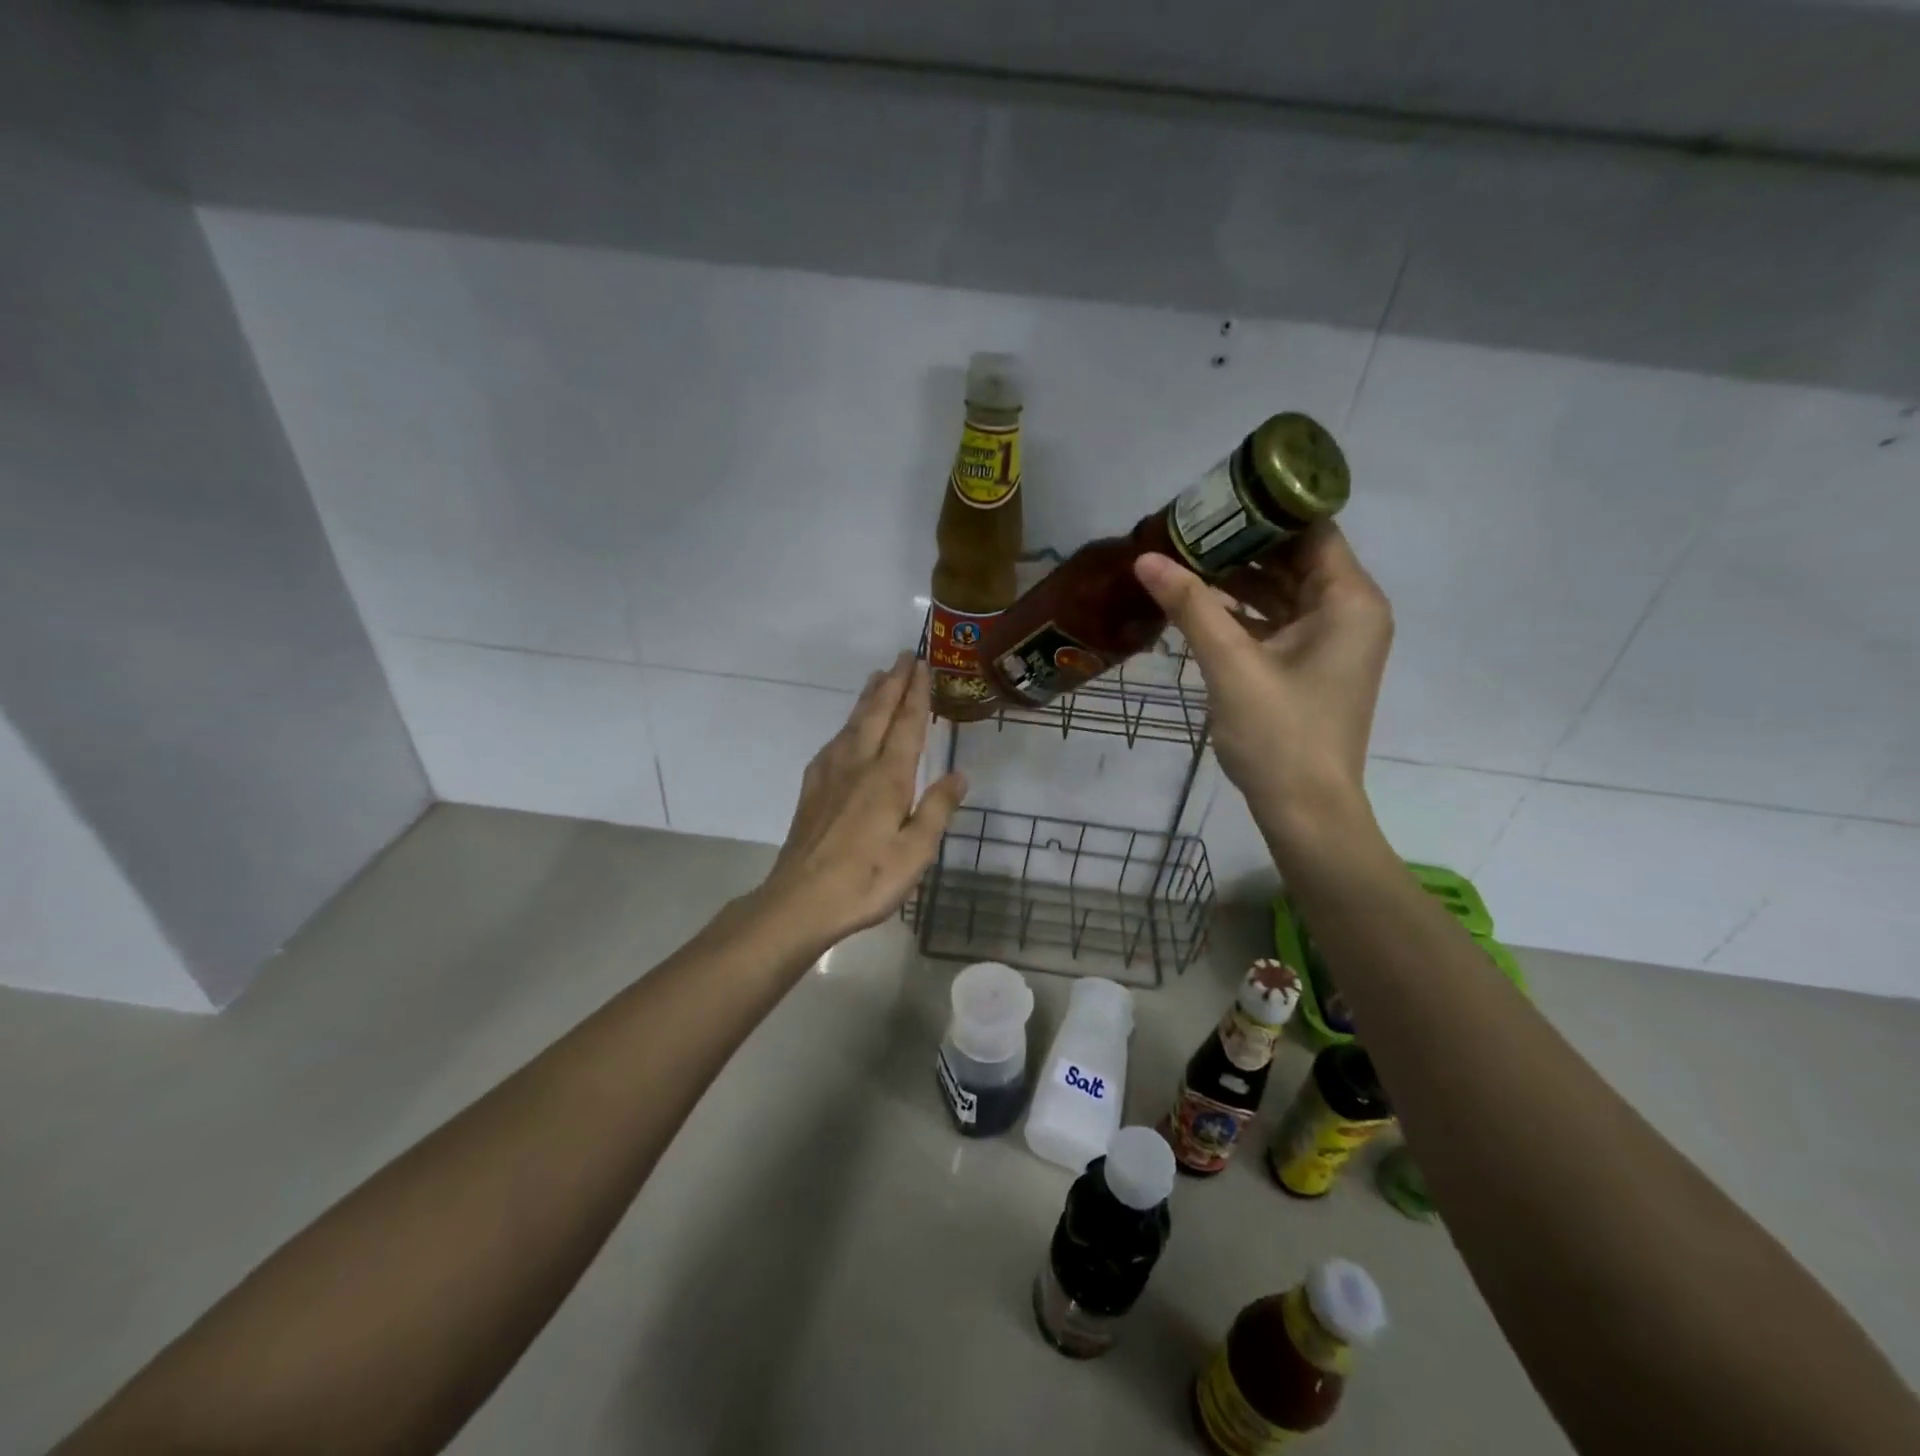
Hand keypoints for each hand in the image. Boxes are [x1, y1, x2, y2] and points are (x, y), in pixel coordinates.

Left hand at [752, 654, 966, 950]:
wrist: (800, 901)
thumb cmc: (866, 879)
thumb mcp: (916, 851)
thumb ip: (937, 809)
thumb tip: (959, 774)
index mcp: (887, 777)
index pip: (907, 724)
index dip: (917, 694)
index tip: (923, 666)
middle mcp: (858, 765)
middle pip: (877, 714)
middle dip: (892, 683)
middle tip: (903, 656)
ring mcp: (829, 775)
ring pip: (852, 724)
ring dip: (868, 698)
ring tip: (877, 678)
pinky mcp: (812, 790)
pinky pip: (834, 743)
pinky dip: (847, 725)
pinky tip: (846, 731)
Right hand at [1134, 525, 1392, 851]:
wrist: (1305, 810)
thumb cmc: (1279, 734)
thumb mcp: (1230, 664)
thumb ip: (1190, 606)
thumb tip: (1144, 558)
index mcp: (1348, 600)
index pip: (1310, 528)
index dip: (1263, 510)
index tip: (1211, 500)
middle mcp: (1349, 611)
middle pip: (1296, 557)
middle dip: (1242, 543)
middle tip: (1185, 528)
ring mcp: (1332, 640)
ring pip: (1283, 590)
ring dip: (1238, 577)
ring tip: (1183, 558)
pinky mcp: (1312, 665)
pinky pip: (1277, 621)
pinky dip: (1244, 611)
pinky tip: (1199, 602)